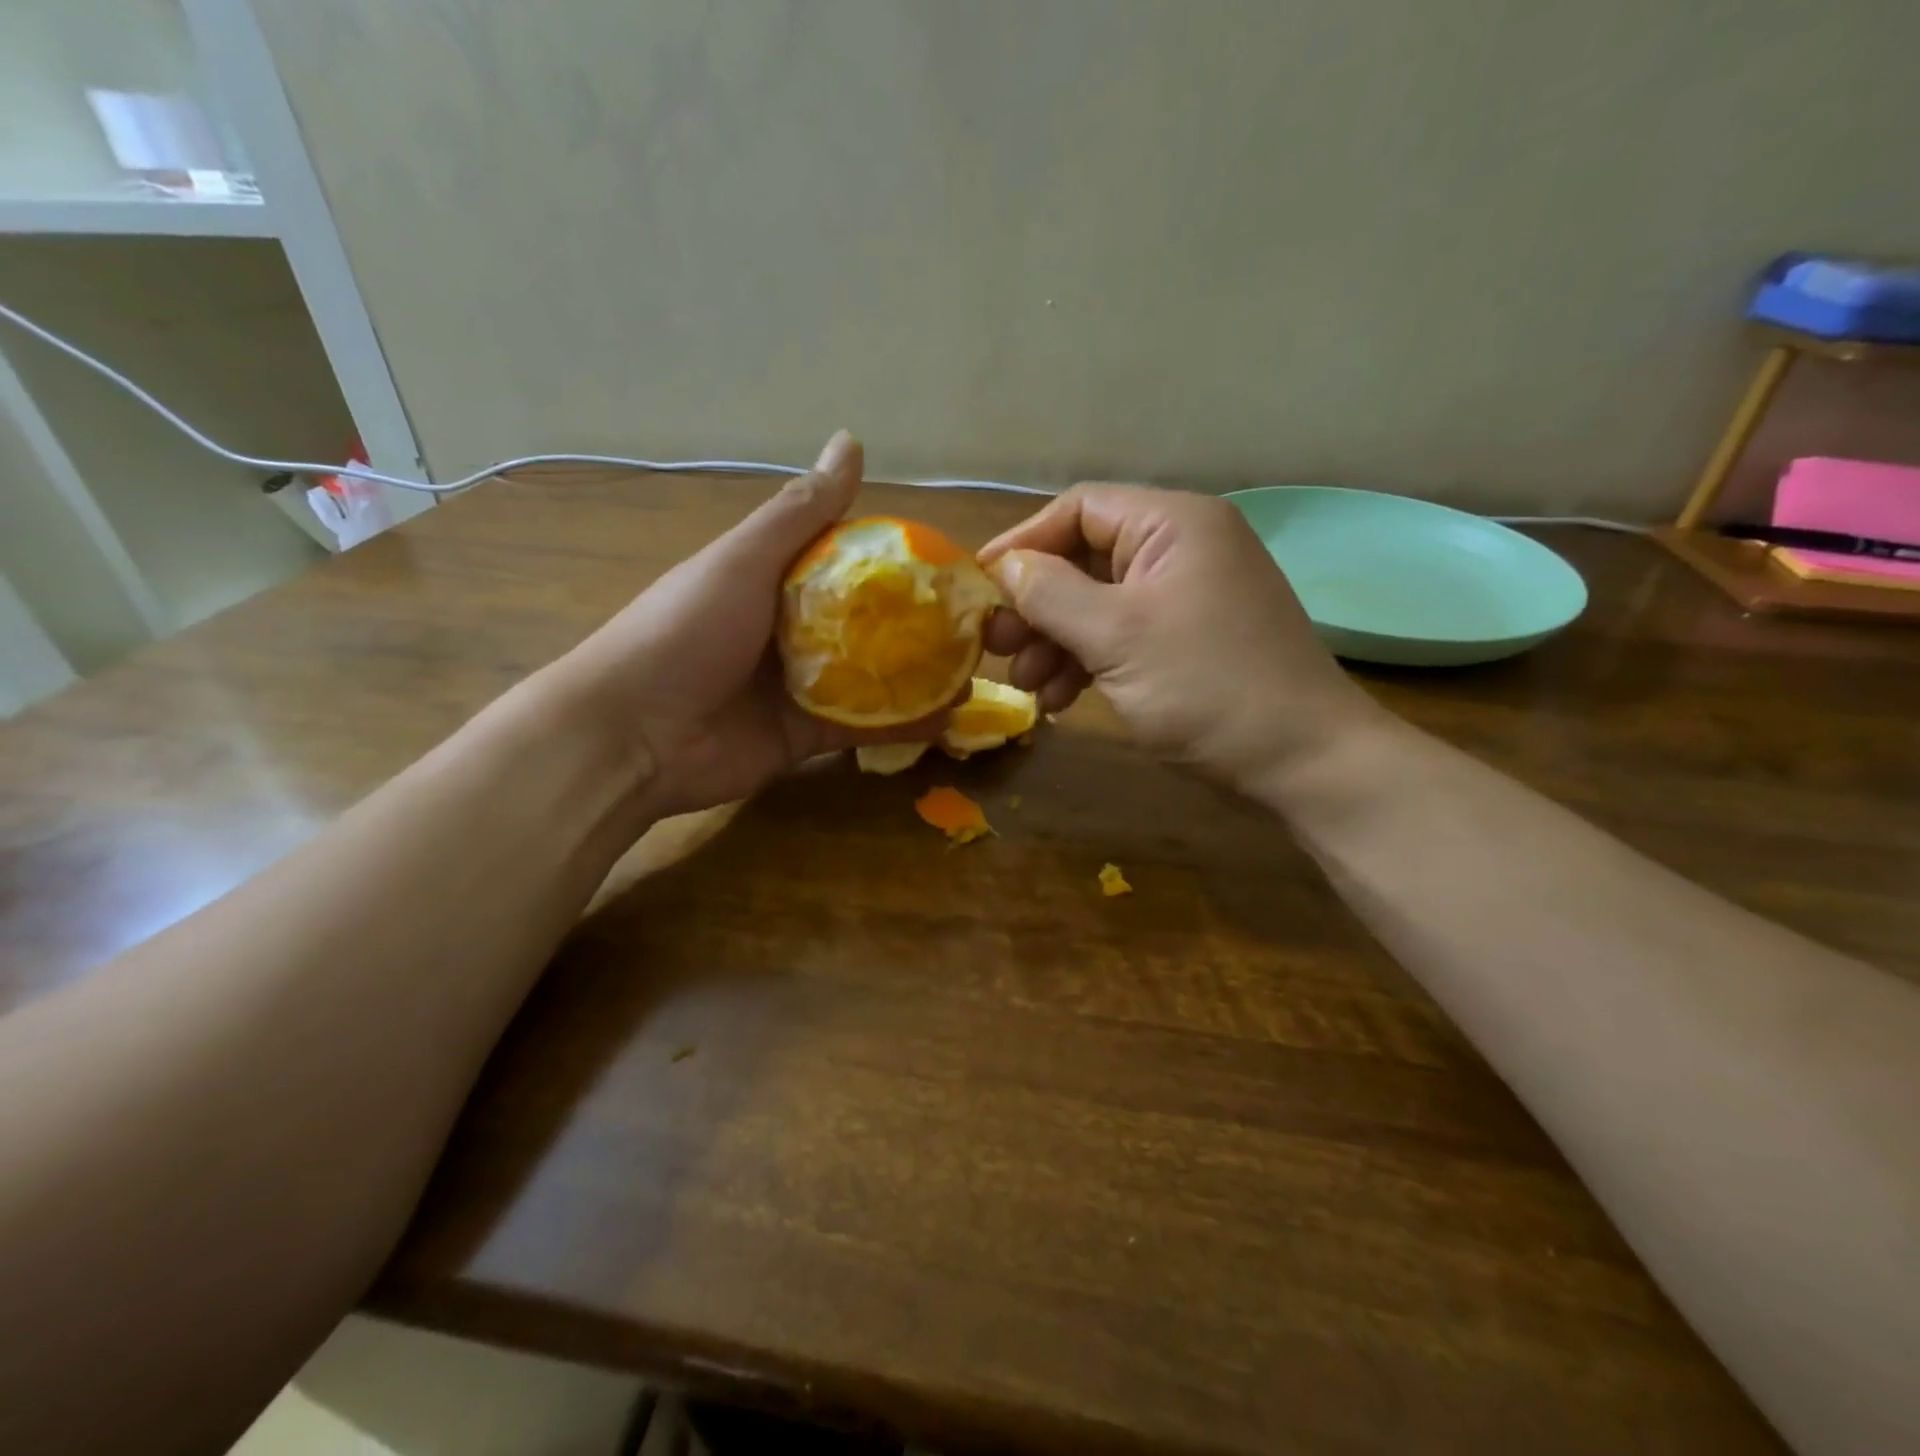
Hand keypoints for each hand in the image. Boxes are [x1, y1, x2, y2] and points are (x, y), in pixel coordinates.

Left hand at [550, 431, 941, 819]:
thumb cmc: (685, 631)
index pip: (847, 565)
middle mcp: (790, 631)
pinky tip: (946, 720)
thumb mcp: (743, 561)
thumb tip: (852, 440)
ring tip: (973, 671)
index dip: (896, 565)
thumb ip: (800, 512)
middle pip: (865, 625)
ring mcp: (798, 687)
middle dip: (916, 626)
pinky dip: (900, 725)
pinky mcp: (804, 738)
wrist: (633, 734)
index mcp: (773, 581)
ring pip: (871, 678)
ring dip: (917, 677)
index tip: (949, 566)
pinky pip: (861, 728)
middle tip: (975, 626)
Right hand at [978, 483, 1382, 790]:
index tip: (979, 587)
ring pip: (1099, 605)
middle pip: (1085, 560)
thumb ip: (1051, 594)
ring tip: (1025, 686)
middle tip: (995, 647)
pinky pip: (1123, 637)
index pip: (1079, 510)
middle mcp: (1182, 549)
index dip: (1023, 544)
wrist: (1302, 761)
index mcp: (1173, 524)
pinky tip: (1061, 701)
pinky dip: (1088, 663)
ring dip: (1056, 642)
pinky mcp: (1188, 641)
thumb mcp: (1117, 636)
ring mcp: (1187, 598)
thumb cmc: (1207, 687)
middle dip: (1036, 605)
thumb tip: (1006, 568)